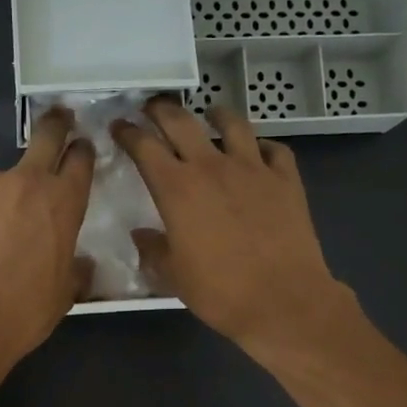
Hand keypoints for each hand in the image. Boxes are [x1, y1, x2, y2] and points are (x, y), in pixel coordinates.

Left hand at [0, 107, 95, 370]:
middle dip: (54, 126)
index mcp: (63, 202)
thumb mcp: (65, 293)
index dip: (81, 152)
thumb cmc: (24, 311)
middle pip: (45, 136)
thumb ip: (75, 266)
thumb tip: (80, 262)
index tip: (79, 149)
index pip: (80, 160)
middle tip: (57, 121)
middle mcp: (25, 180)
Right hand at [112, 97, 354, 356]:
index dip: (128, 133)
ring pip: (232, 124)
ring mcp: (253, 168)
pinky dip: (262, 146)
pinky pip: (274, 149)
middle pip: (181, 122)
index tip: (120, 126)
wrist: (283, 300)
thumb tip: (142, 235)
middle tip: (153, 107)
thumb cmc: (220, 291)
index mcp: (177, 189)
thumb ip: (154, 250)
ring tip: (210, 114)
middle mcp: (212, 167)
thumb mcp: (174, 276)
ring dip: (216, 114)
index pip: (144, 147)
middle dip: (161, 109)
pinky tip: (258, 152)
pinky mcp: (286, 179)